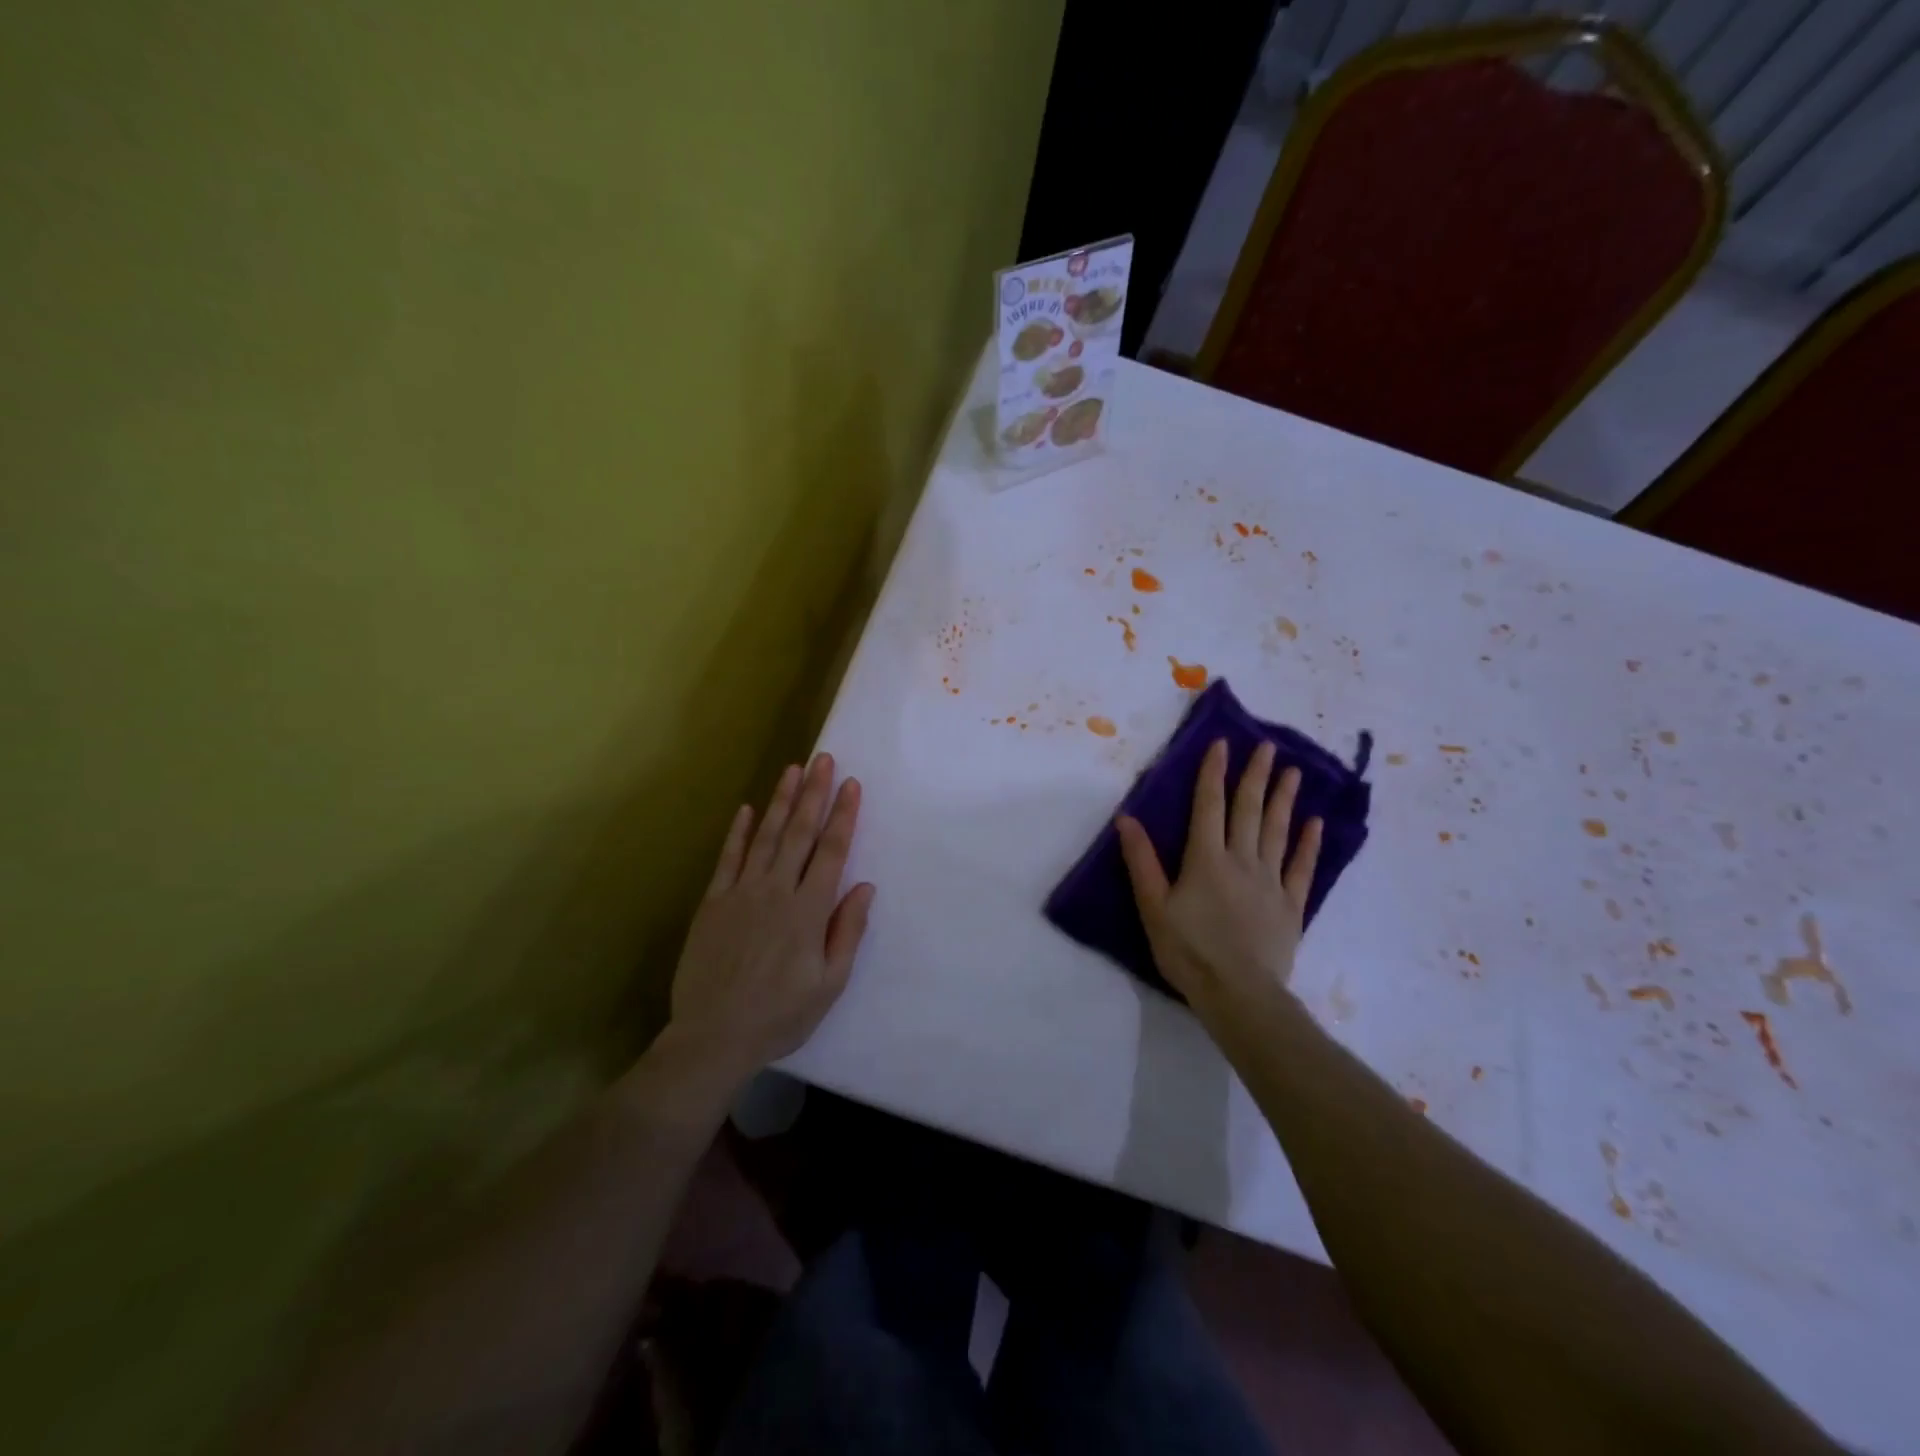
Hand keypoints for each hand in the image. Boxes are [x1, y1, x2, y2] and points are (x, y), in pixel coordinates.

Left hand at [668, 753, 874, 1075]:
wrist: (713, 1037)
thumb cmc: (781, 1015)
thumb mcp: (829, 984)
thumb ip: (847, 932)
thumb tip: (864, 887)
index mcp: (808, 911)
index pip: (831, 852)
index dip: (843, 816)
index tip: (851, 785)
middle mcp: (776, 891)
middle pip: (799, 833)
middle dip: (814, 794)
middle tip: (823, 759)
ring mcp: (741, 893)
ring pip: (766, 837)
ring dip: (781, 801)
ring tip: (793, 770)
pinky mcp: (713, 902)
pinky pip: (728, 859)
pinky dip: (739, 832)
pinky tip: (748, 809)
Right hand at [1115, 740, 1321, 1021]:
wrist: (1238, 993)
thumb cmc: (1188, 950)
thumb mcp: (1153, 906)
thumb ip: (1141, 861)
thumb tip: (1127, 819)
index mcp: (1206, 859)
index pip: (1209, 806)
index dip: (1214, 773)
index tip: (1224, 743)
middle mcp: (1241, 860)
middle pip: (1249, 810)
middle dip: (1256, 776)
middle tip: (1269, 747)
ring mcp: (1270, 882)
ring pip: (1278, 831)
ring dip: (1285, 800)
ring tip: (1294, 772)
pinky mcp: (1291, 906)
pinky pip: (1302, 868)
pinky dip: (1309, 844)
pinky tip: (1315, 824)